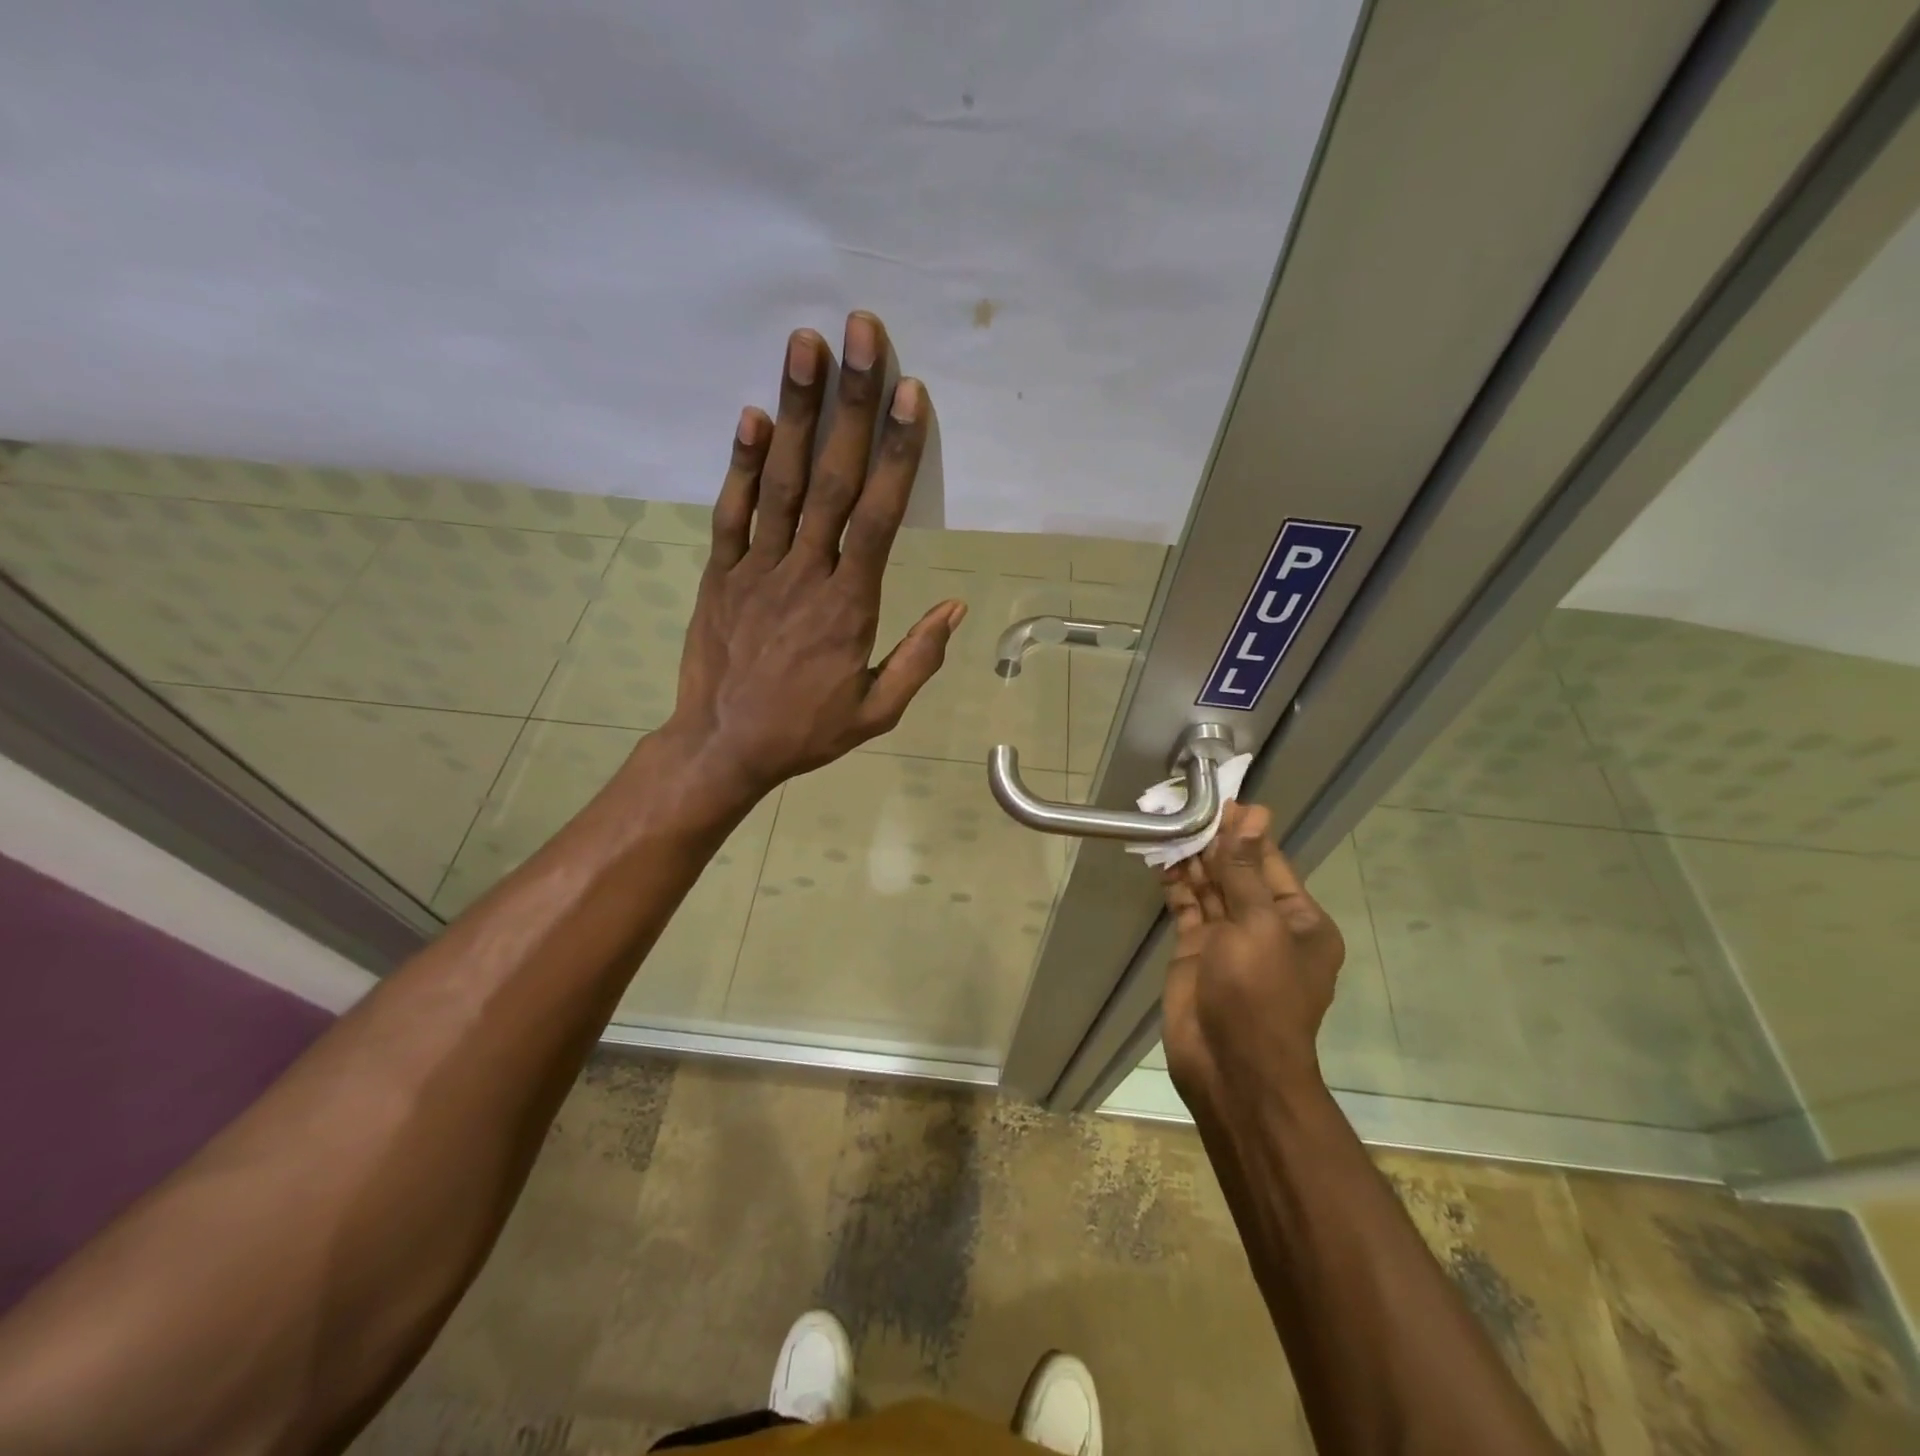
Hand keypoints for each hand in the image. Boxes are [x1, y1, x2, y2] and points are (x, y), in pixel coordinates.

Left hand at [668, 312, 965, 803]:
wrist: (722, 748)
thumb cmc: (805, 730)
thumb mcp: (876, 712)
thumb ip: (916, 659)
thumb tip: (954, 608)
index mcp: (849, 606)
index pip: (880, 517)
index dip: (897, 453)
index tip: (910, 394)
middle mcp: (804, 573)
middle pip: (833, 480)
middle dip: (851, 404)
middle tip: (861, 333)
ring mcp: (756, 569)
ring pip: (780, 482)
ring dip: (794, 411)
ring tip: (804, 345)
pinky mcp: (719, 573)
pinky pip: (731, 512)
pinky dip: (740, 463)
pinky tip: (751, 414)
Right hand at [1160, 802, 1345, 1116]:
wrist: (1231, 1068)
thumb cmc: (1258, 994)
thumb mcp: (1258, 926)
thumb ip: (1246, 871)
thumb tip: (1254, 817)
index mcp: (1298, 921)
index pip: (1270, 863)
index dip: (1247, 833)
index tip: (1222, 801)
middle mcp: (1266, 926)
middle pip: (1238, 873)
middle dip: (1215, 843)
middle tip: (1186, 806)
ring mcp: (1229, 939)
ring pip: (1210, 888)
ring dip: (1192, 860)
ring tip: (1169, 824)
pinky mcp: (1196, 952)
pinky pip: (1187, 908)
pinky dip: (1175, 885)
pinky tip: (1161, 859)